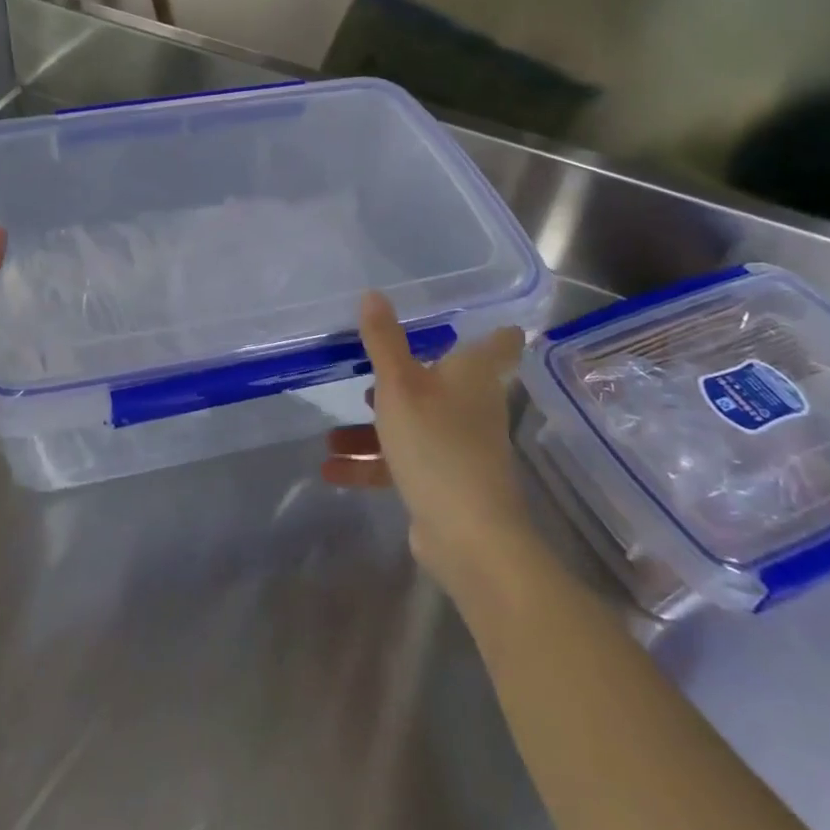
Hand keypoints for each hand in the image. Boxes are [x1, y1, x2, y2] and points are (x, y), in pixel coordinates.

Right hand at [321, 293, 525, 586]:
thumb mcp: (399, 385)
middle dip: (404, 377)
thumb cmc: (436, 443)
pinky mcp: (444, 483)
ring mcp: (459, 447)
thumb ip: (383, 341)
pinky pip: (402, 463)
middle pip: (442, 381)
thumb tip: (373, 294)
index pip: (498, 342)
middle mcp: (471, 406)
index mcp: (472, 376)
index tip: (476, 317)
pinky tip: (332, 468)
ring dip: (372, 429)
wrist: (467, 535)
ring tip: (332, 433)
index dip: (493, 329)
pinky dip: (371, 464)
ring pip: (413, 425)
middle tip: (372, 367)